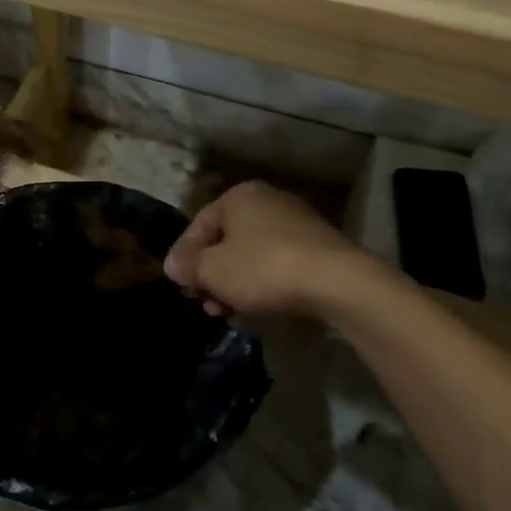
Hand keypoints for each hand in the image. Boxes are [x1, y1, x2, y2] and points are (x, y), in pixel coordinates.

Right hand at [165, 181, 381, 319]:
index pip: (198, 226)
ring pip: (251, 255)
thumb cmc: (263, 268)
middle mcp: (267, 200)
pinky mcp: (317, 247)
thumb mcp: (212, 270)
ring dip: (235, 284)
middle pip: (225, 241)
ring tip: (231, 313)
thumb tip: (173, 265)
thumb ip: (186, 266)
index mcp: (238, 196)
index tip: (182, 287)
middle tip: (207, 305)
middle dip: (212, 276)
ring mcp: (296, 222)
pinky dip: (263, 284)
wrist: (337, 283)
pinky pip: (277, 264)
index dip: (184, 258)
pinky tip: (260, 308)